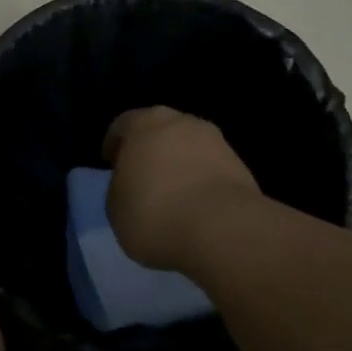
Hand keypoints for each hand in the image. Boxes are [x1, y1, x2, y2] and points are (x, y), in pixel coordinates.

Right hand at [102, 107, 262, 271]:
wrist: (223, 229)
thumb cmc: (155, 214)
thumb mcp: (115, 208)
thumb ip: (120, 186)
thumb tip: (132, 183)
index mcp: (144, 124)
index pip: (122, 125)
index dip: (114, 145)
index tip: (111, 164)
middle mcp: (181, 121)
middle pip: (159, 130)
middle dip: (149, 149)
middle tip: (141, 175)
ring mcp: (215, 140)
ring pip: (188, 147)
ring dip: (178, 163)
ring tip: (172, 193)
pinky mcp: (239, 164)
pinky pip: (209, 167)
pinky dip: (200, 179)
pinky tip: (196, 205)